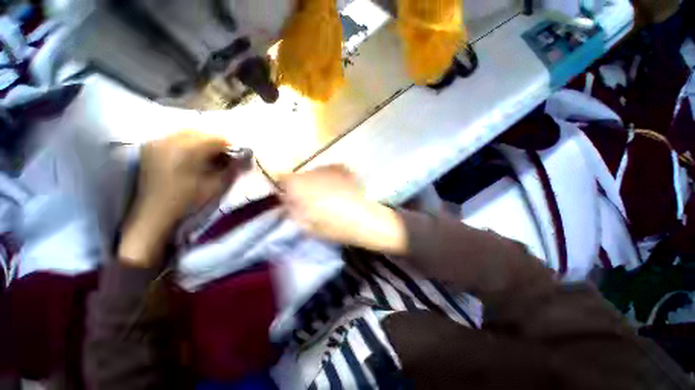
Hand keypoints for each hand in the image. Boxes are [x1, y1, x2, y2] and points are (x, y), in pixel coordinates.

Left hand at [119, 131, 237, 266]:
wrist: (154, 214)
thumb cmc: (187, 202)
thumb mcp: (216, 186)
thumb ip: (232, 169)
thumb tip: (245, 156)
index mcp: (187, 150)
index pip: (216, 138)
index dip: (231, 146)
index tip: (238, 156)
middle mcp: (170, 140)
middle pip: (202, 132)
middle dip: (217, 142)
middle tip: (225, 156)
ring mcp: (157, 142)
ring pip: (188, 132)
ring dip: (203, 141)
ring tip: (210, 155)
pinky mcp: (151, 147)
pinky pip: (175, 137)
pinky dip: (189, 142)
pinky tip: (193, 155)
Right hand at [279, 165, 406, 252]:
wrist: (365, 218)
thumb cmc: (333, 226)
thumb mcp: (306, 225)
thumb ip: (292, 211)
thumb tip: (288, 202)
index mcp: (298, 186)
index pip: (282, 179)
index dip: (285, 188)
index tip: (291, 198)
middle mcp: (311, 171)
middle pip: (300, 176)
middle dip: (302, 186)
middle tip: (312, 200)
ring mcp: (328, 168)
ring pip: (315, 174)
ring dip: (317, 182)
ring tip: (329, 196)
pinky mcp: (342, 168)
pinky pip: (330, 173)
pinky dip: (331, 179)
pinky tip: (340, 190)